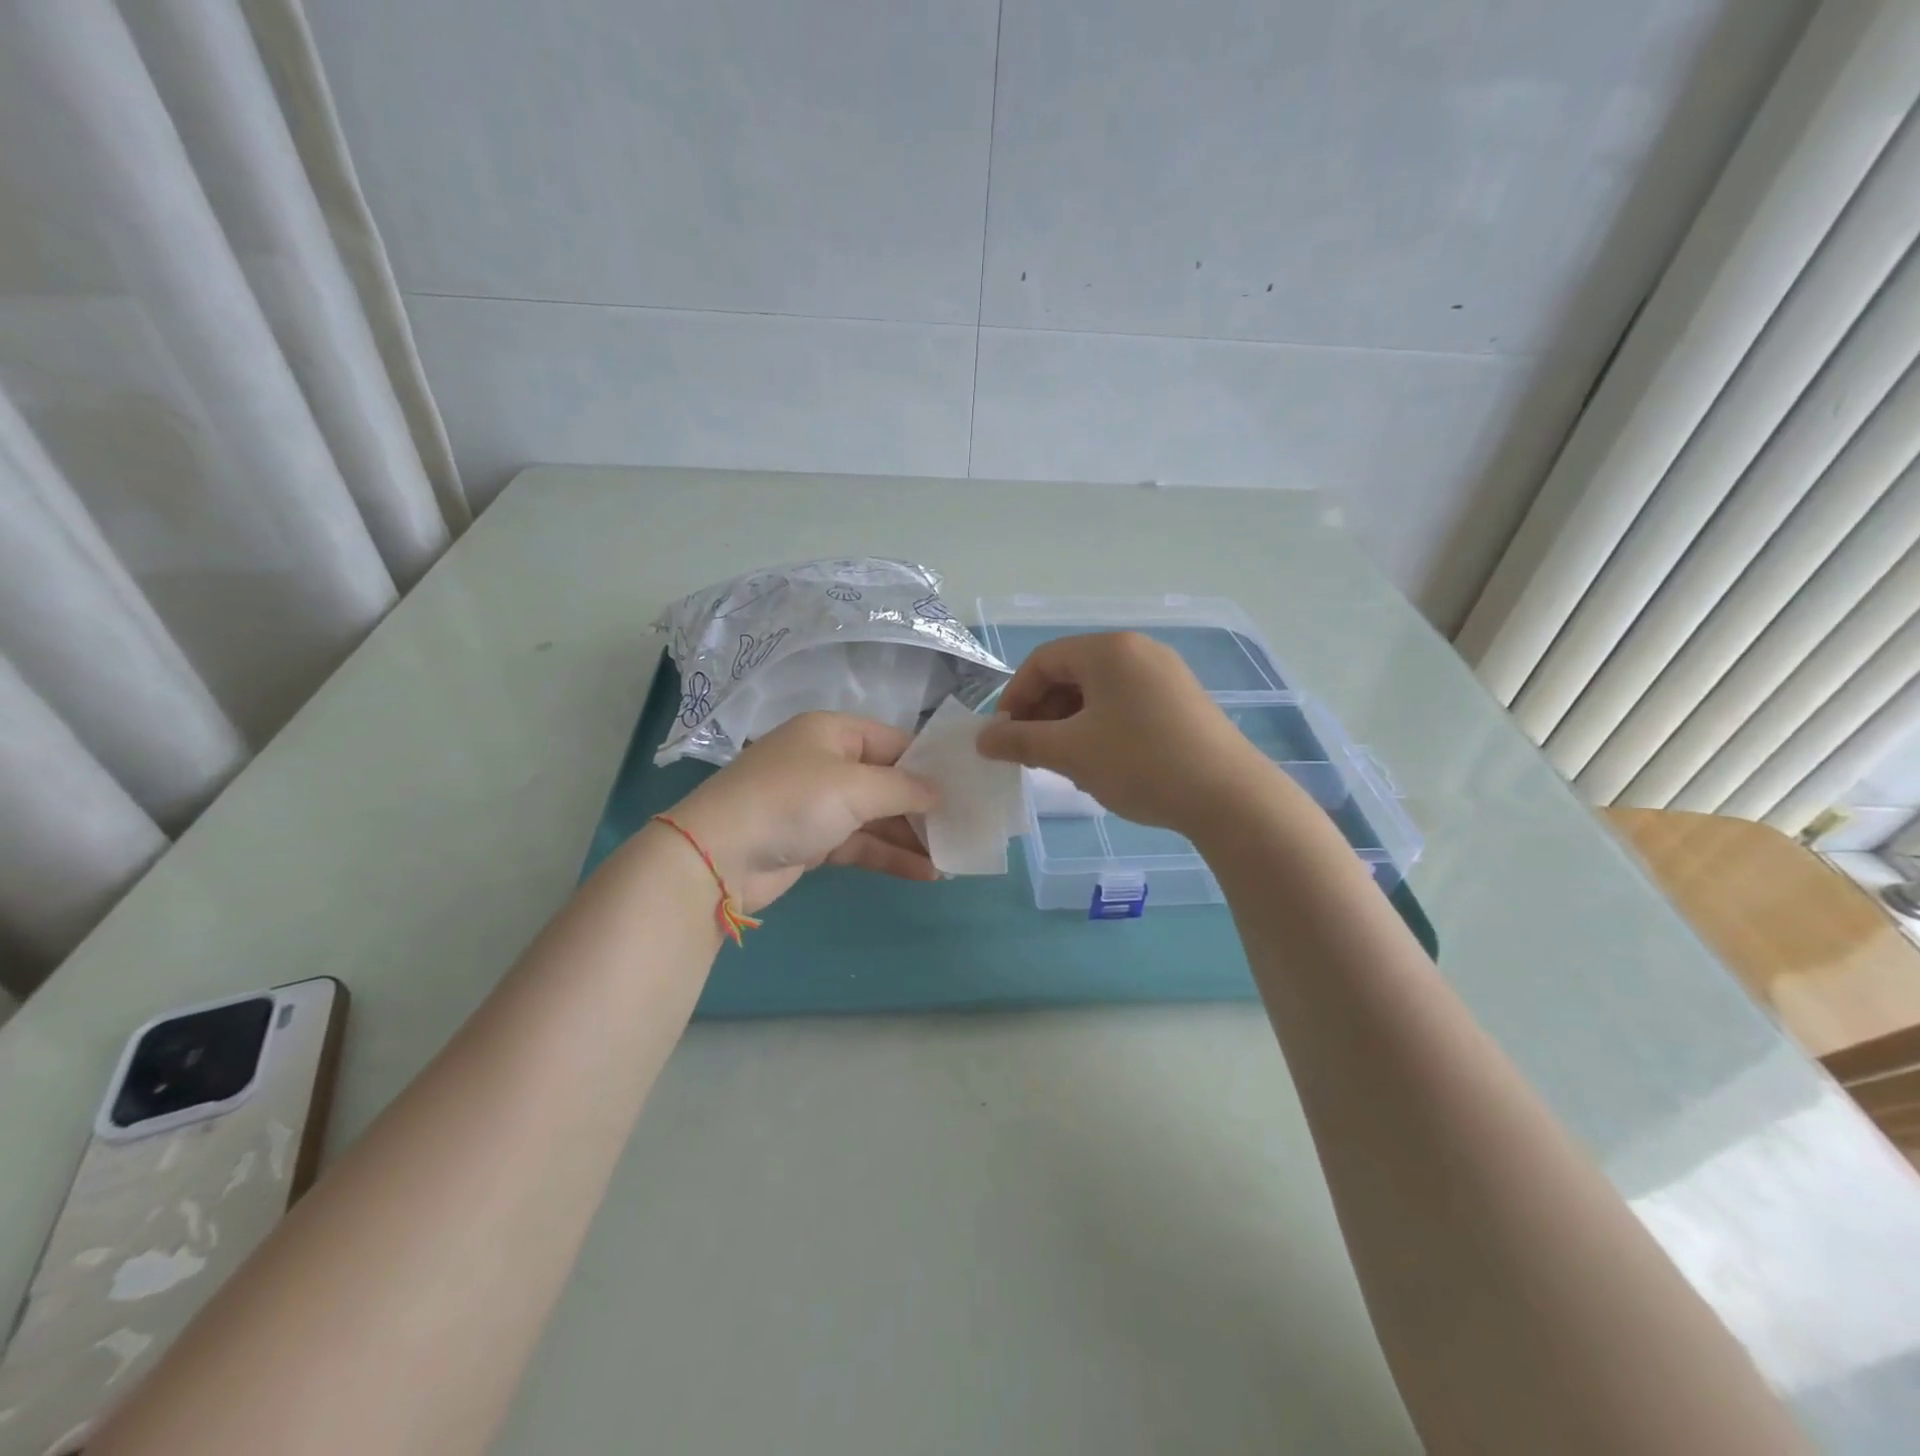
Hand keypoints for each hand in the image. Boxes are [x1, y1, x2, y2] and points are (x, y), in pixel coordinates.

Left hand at [661, 712, 939, 912]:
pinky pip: (861, 844)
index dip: (930, 764)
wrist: (718, 856)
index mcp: (833, 732)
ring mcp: (819, 804)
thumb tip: (941, 792)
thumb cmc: (792, 802)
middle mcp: (827, 763)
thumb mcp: (854, 786)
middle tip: (966, 825)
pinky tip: (926, 873)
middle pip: (887, 781)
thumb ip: (904, 788)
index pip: (895, 741)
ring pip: (877, 816)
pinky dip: (890, 855)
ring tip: (953, 856)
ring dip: (911, 836)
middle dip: (924, 805)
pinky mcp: (814, 841)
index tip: (966, 787)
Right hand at [976, 632, 1271, 836]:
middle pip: (1071, 674)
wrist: (1229, 797)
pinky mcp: (1183, 701)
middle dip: (1043, 713)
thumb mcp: (1070, 752)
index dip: (1014, 697)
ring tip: (1065, 763)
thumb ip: (1019, 741)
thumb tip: (983, 739)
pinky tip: (1102, 763)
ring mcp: (1166, 674)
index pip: (1042, 661)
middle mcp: (1138, 650)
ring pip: (1098, 692)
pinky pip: (1125, 704)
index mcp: (1108, 650)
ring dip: (1070, 723)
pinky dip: (1101, 727)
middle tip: (1032, 753)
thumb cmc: (1139, 763)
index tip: (1003, 737)